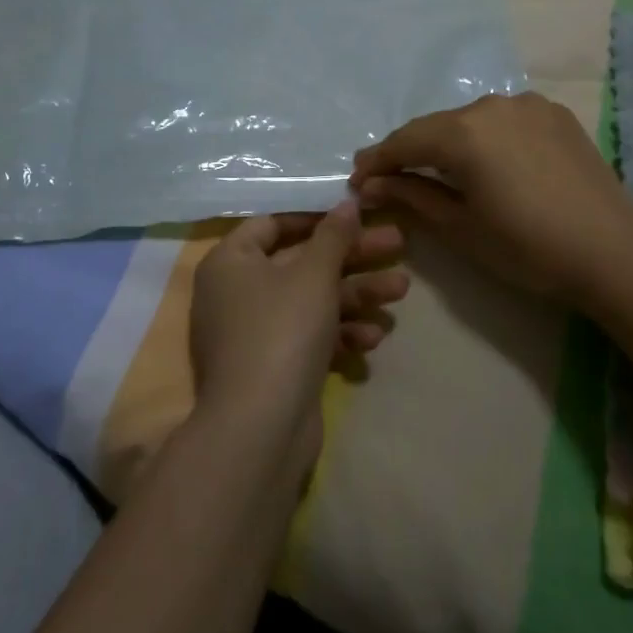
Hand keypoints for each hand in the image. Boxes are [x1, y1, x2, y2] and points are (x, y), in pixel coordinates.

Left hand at [189, 201, 408, 469]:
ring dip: (356, 294)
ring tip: (401, 290)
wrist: (260, 430)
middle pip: (302, 262)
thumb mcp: (313, 274)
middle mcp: (238, 293)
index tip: (354, 213)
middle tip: (397, 244)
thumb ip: (334, 235)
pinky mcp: (275, 367)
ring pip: (312, 301)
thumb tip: (347, 202)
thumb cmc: (282, 331)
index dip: (315, 216)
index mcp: (231, 262)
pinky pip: (310, 337)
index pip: (273, 223)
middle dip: (352, 257)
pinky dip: (340, 333)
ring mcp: (256, 333)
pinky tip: (374, 337)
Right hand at [349, 93, 632, 306]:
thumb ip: (412, 196)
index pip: (405, 141)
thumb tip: (371, 184)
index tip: (357, 180)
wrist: (614, 251)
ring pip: (472, 121)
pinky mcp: (554, 114)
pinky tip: (489, 163)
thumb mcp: (461, 227)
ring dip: (450, 143)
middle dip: (411, 151)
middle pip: (437, 126)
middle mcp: (492, 105)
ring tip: (440, 171)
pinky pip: (504, 120)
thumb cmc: (528, 247)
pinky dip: (486, 138)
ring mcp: (528, 105)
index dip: (378, 160)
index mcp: (464, 132)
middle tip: (390, 178)